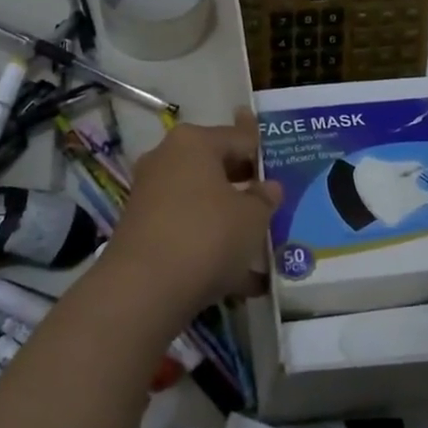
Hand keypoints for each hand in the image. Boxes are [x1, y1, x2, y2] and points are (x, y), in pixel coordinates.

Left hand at [95, 108, 280, 334]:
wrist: (144, 289)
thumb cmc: (207, 235)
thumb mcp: (253, 217)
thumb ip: (265, 198)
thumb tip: (268, 187)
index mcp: (194, 142)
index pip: (240, 138)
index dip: (266, 156)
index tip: (286, 174)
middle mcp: (166, 160)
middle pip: (217, 168)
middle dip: (246, 189)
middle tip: (274, 207)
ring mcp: (150, 195)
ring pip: (202, 203)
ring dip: (229, 221)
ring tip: (261, 247)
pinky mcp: (142, 230)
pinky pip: (187, 229)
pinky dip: (210, 246)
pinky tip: (239, 278)